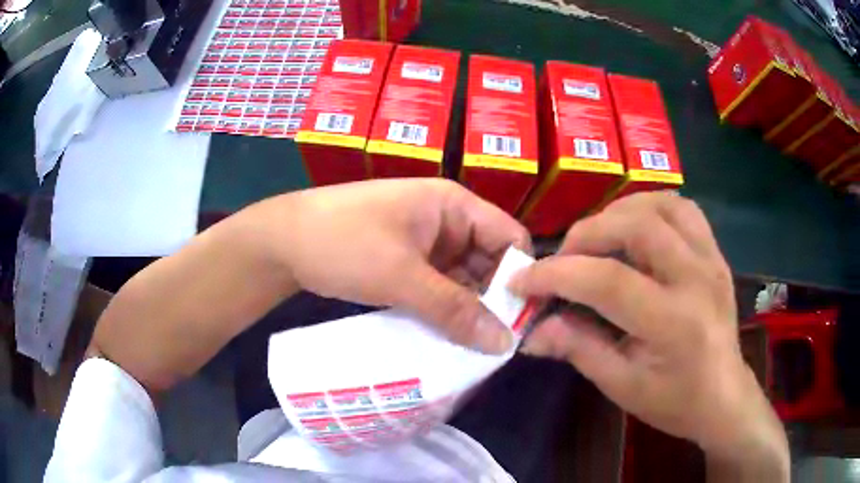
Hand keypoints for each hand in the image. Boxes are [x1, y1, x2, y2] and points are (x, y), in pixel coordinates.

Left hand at [262, 178, 530, 353]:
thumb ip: (454, 310)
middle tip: (499, 346)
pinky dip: (445, 310)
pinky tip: (448, 338)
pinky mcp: (407, 263)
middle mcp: (447, 221)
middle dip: (495, 300)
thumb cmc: (343, 243)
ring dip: (468, 310)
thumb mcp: (401, 276)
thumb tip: (505, 343)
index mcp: (454, 206)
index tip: (523, 322)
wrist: (283, 242)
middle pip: (490, 261)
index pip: (510, 237)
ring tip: (477, 349)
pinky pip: (440, 287)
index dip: (521, 276)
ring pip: (464, 279)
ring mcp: (426, 243)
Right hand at [508, 193, 787, 478]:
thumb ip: (578, 349)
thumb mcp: (621, 386)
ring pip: (661, 204)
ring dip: (619, 212)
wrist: (724, 396)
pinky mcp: (715, 252)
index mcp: (674, 322)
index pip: (608, 281)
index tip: (523, 281)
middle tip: (564, 258)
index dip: (557, 275)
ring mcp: (711, 258)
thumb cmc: (674, 400)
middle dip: (587, 234)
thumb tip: (532, 330)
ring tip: (598, 239)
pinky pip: (682, 208)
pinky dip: (650, 208)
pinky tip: (635, 229)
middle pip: (637, 226)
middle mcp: (697, 278)